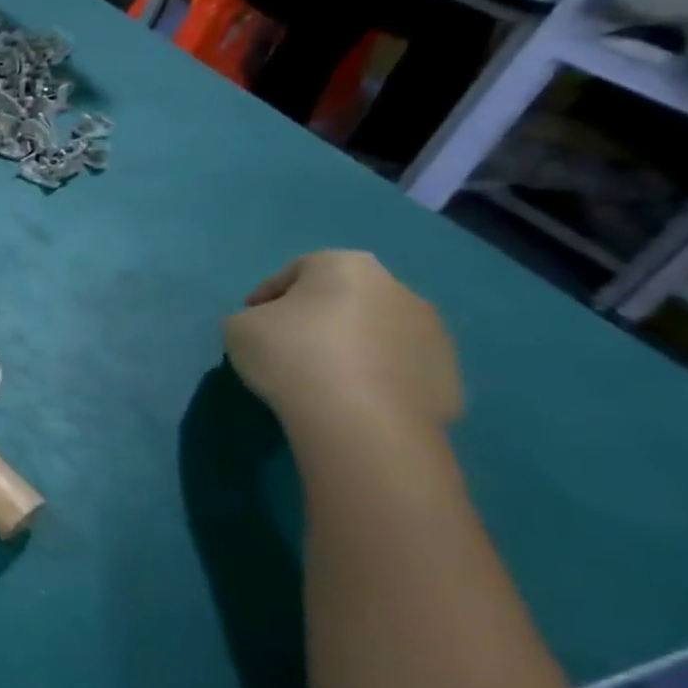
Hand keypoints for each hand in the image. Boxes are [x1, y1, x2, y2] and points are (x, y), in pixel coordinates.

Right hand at [224, 251, 461, 436]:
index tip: (251, 319)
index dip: (268, 293)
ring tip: (321, 376)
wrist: (360, 420)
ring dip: (351, 345)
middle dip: (317, 316)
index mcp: (347, 267)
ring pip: (378, 332)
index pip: (297, 269)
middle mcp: (398, 289)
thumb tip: (270, 328)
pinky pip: (399, 368)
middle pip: (345, 297)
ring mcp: (433, 334)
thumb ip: (252, 317)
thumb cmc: (291, 356)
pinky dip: (376, 377)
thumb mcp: (238, 328)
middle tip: (286, 345)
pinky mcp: (449, 377)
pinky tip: (351, 399)